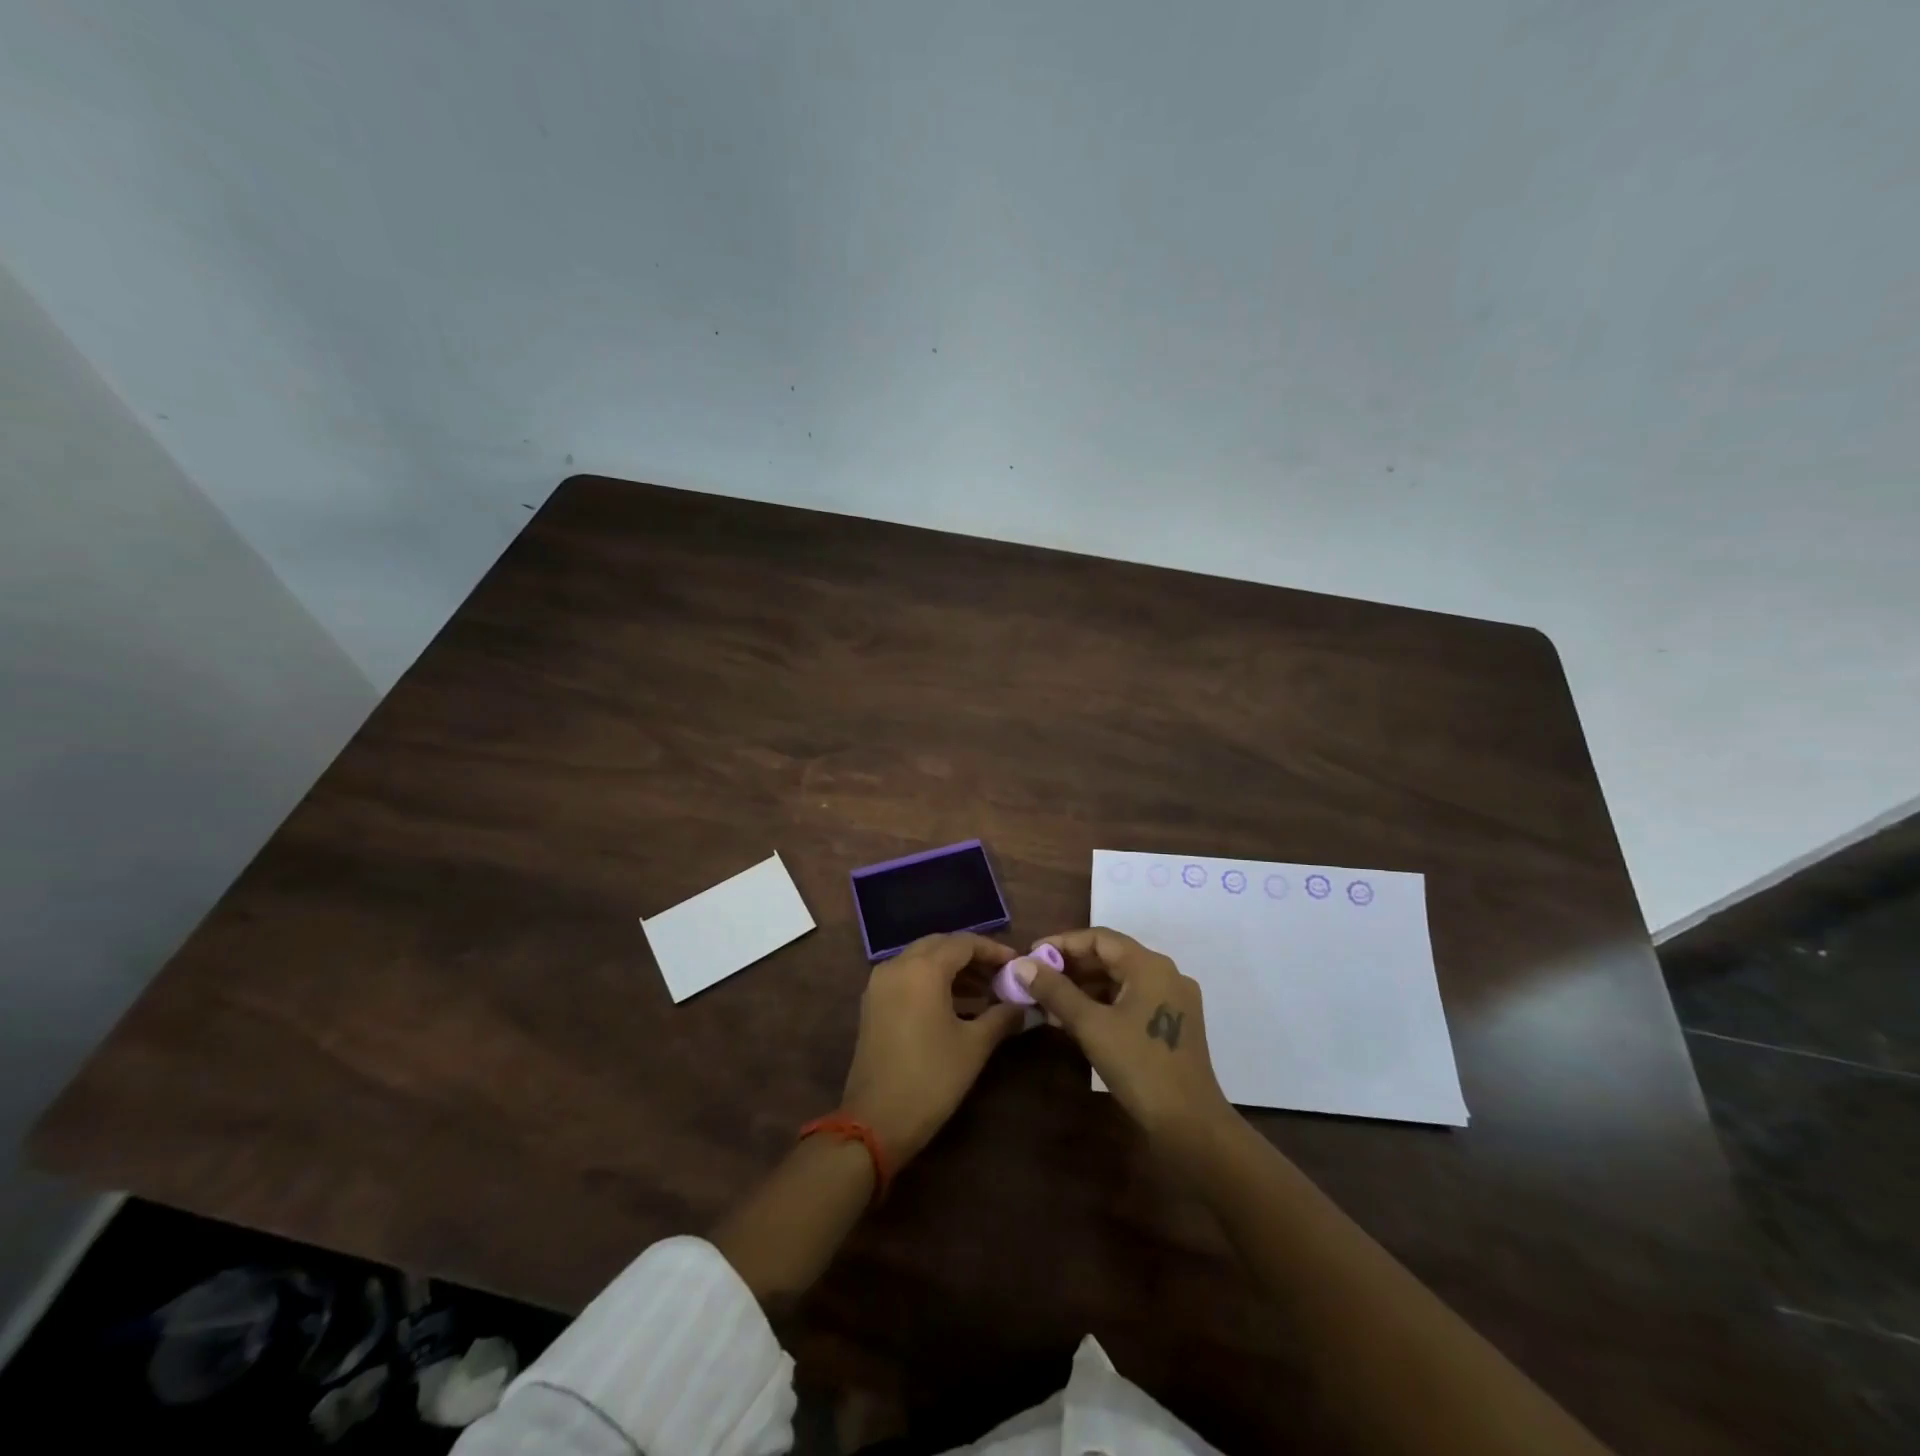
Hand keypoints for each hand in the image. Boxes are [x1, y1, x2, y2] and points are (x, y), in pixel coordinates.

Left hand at [840, 933, 1026, 1163]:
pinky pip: (907, 977)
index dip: (993, 950)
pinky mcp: (873, 1004)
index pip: (963, 942)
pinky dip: (932, 982)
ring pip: (921, 960)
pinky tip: (956, 1005)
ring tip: (985, 993)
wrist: (876, 1122)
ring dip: (952, 970)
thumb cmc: (931, 1078)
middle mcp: (897, 966)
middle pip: (940, 945)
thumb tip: (1024, 1006)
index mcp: (923, 969)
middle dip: (971, 956)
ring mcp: (880, 984)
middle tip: (1000, 975)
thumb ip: (1001, 1017)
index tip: (1017, 964)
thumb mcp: (974, 1046)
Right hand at [1014, 927, 1231, 1144]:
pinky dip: (1102, 1004)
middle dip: (1070, 966)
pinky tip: (1075, 1019)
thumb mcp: (1091, 1025)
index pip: (1098, 938)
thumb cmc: (1139, 1067)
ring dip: (1084, 987)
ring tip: (1048, 1001)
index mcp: (1150, 966)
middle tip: (1035, 979)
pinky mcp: (1172, 1024)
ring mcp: (1172, 1000)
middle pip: (1110, 957)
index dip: (1061, 943)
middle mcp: (1165, 974)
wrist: (1190, 1125)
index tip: (1031, 955)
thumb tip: (1022, 964)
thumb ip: (1055, 991)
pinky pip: (1130, 1000)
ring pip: (1120, 980)